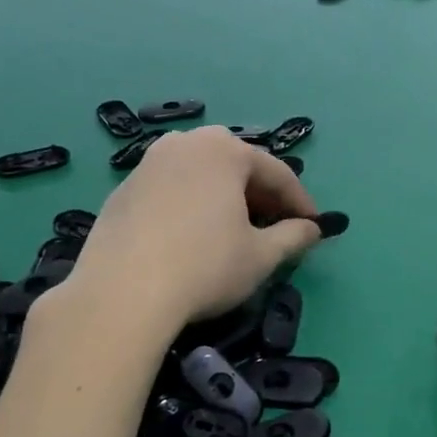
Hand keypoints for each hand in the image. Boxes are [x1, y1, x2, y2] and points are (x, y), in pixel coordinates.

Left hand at [74, 126, 320, 327]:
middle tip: (277, 226)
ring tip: (236, 230)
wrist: (122, 293)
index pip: (276, 172)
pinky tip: (193, 237)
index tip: (314, 227)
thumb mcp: (260, 256)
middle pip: (236, 166)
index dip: (300, 202)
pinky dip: (191, 205)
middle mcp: (185, 143)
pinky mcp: (122, 189)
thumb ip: (292, 236)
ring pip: (201, 175)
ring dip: (225, 197)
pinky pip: (171, 189)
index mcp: (224, 150)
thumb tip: (311, 230)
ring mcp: (148, 163)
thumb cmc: (205, 266)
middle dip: (261, 195)